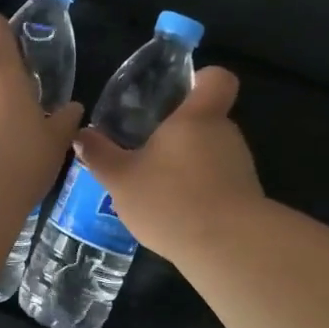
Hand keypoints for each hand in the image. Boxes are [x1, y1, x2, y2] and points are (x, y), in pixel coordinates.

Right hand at [72, 67, 263, 258]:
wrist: (228, 248)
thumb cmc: (171, 199)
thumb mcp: (121, 179)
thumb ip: (100, 155)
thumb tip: (81, 135)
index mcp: (197, 117)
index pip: (216, 79)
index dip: (200, 80)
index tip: (178, 93)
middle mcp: (225, 134)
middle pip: (207, 120)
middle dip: (180, 134)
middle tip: (147, 151)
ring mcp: (240, 167)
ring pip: (211, 154)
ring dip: (188, 166)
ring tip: (156, 189)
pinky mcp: (247, 198)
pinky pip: (219, 183)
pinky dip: (199, 193)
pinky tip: (176, 215)